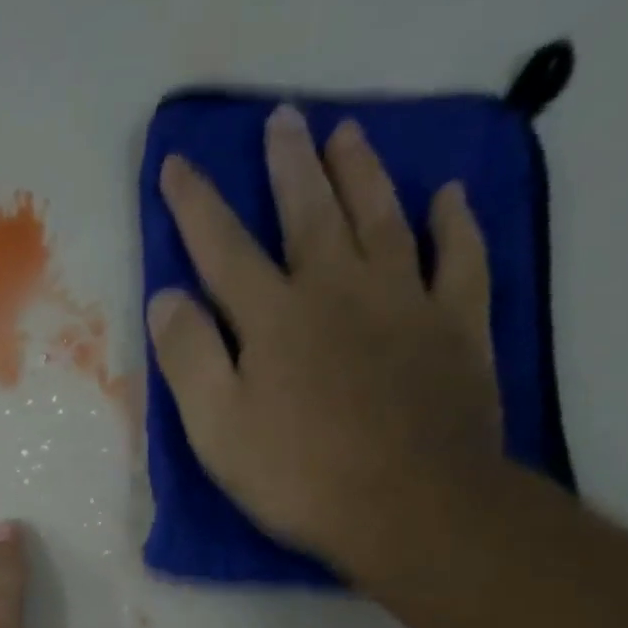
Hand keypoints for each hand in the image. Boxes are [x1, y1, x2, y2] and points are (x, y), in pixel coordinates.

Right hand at [149, 106, 503, 573]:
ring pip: (383, 219)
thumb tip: (167, 297)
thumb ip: (188, 358)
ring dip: (362, 173)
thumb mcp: (217, 429)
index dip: (196, 205)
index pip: (224, 248)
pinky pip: (460, 259)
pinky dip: (455, 224)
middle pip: (309, 214)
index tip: (176, 162)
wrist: (411, 507)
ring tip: (348, 133)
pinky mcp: (456, 327)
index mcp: (273, 318)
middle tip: (283, 120)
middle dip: (289, 166)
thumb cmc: (298, 476)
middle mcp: (338, 290)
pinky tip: (448, 197)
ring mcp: (405, 302)